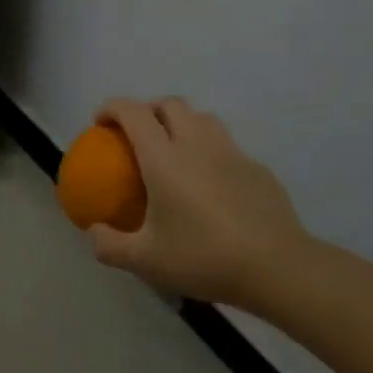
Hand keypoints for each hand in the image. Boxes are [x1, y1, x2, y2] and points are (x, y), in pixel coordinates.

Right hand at [88, 98, 312, 311]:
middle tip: (136, 134)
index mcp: (164, 157)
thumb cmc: (204, 258)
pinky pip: (227, 147)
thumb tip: (93, 232)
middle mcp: (197, 144)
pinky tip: (210, 184)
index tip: (100, 122)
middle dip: (148, 109)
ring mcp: (232, 153)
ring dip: (182, 123)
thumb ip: (110, 245)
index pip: (133, 112)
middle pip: (170, 104)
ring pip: (202, 118)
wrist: (278, 268)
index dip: (112, 108)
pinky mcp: (257, 169)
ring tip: (174, 150)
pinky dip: (210, 152)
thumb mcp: (146, 261)